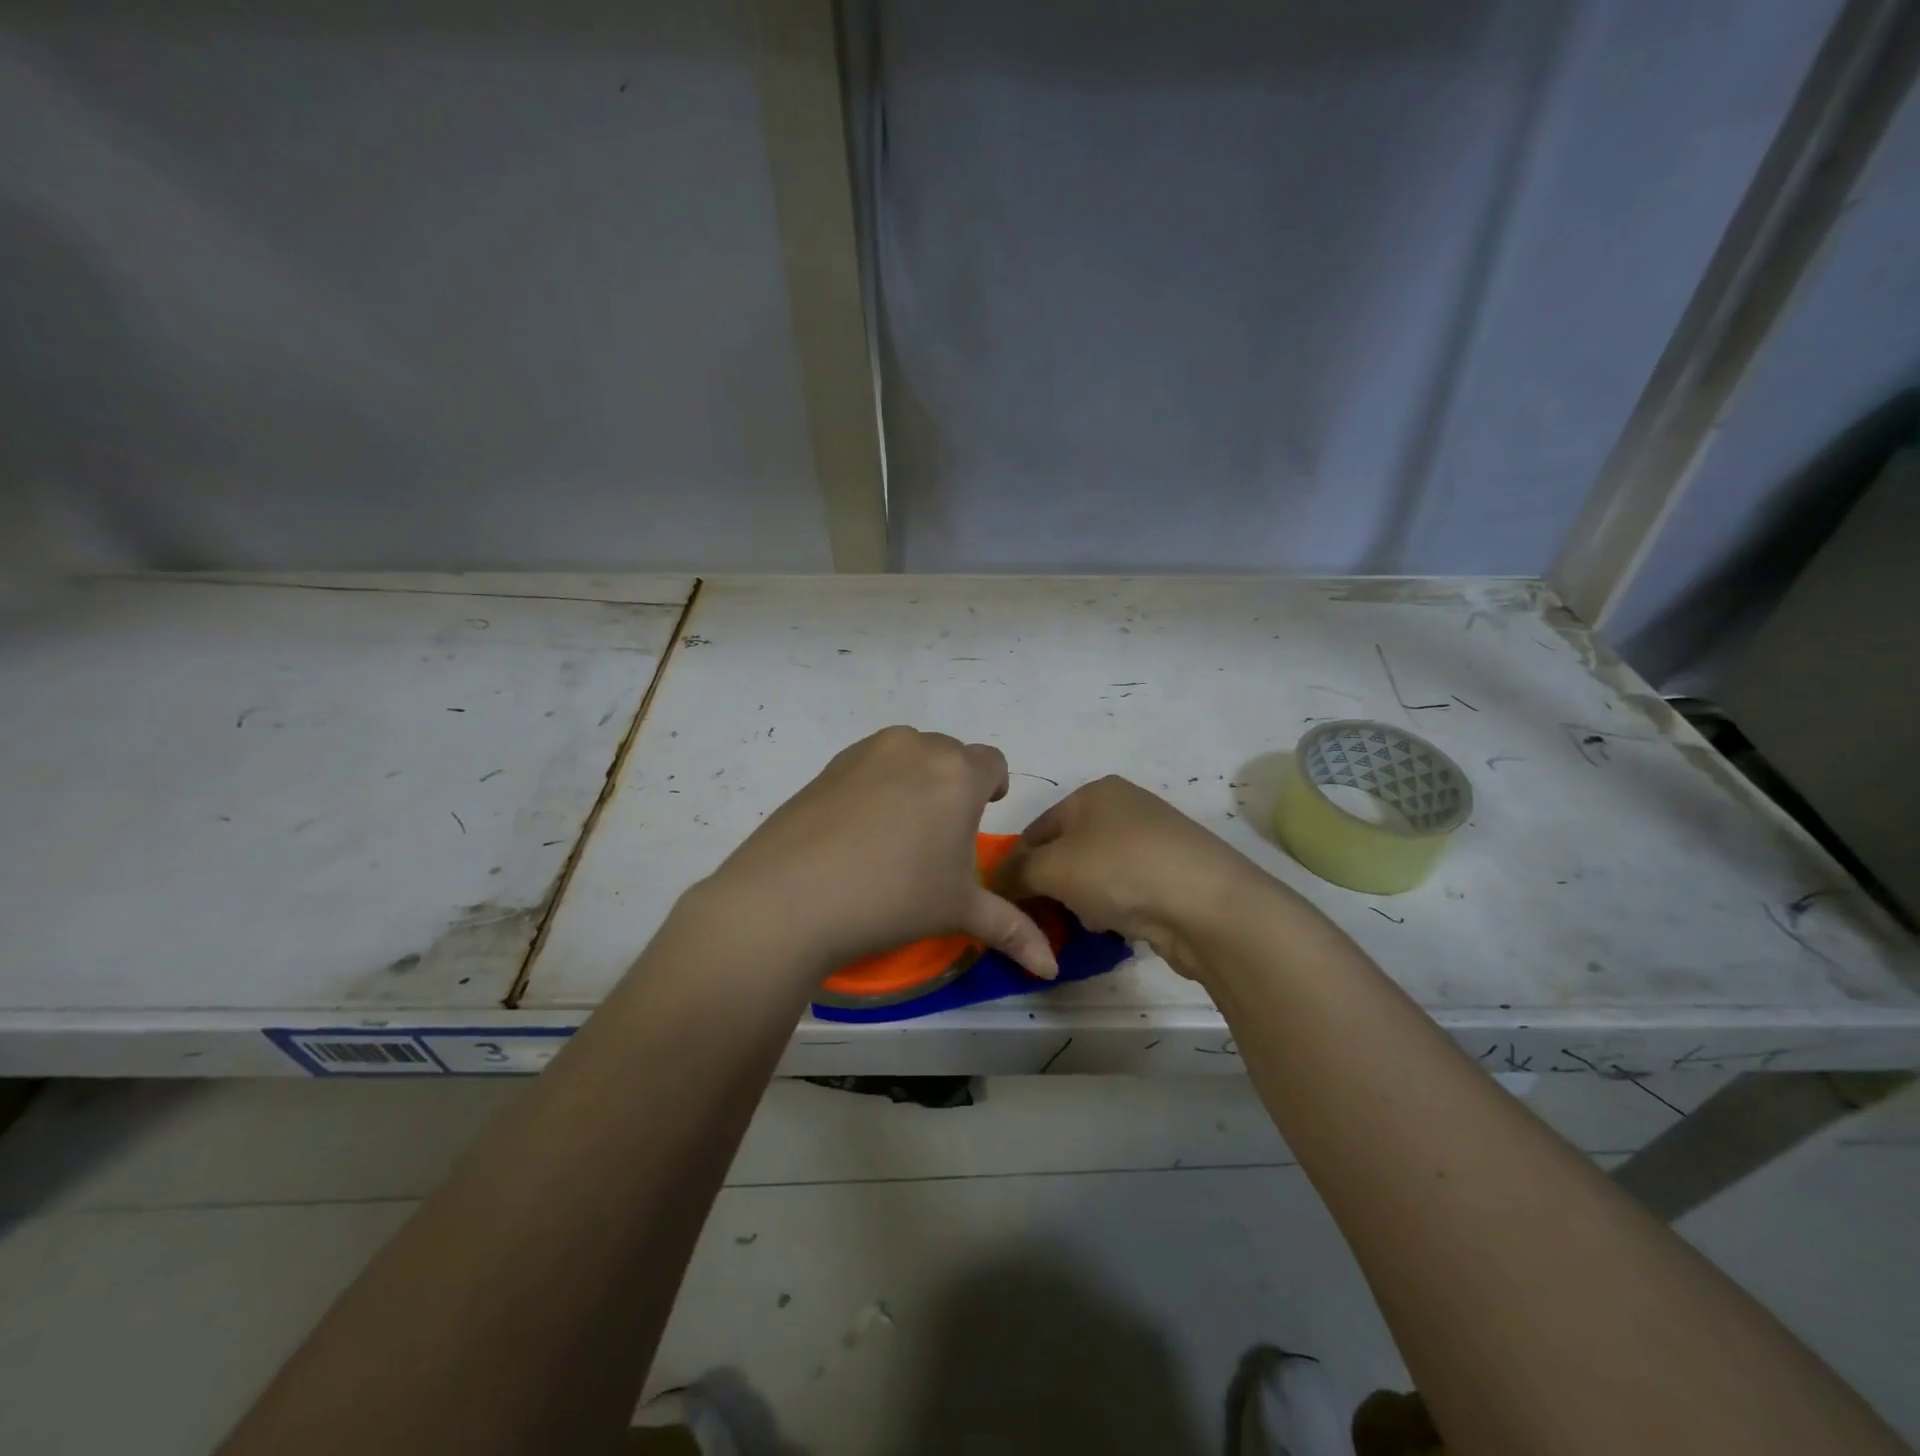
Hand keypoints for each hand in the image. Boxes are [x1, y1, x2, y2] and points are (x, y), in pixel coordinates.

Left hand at [693, 727, 1057, 984]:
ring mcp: (867, 752)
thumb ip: (1012, 930)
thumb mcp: (958, 911)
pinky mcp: (829, 766)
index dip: (992, 789)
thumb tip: (1051, 967)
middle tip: (938, 836)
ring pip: (908, 755)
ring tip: (897, 833)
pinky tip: (857, 833)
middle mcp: (916, 748)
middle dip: (953, 786)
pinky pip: (869, 766)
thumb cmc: (893, 898)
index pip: (993, 763)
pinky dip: (875, 786)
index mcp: (958, 773)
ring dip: (914, 781)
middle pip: (949, 755)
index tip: (980, 817)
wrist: (790, 897)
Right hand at [1001, 776, 1284, 982]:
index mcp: (1093, 792)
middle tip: (1046, 915)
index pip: (1037, 828)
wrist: (1207, 904)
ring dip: (1084, 900)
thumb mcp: (1051, 869)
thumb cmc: (1119, 871)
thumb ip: (1016, 873)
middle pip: (1067, 850)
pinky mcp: (1174, 873)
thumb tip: (996, 880)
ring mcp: (1154, 840)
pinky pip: (1127, 889)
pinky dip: (1116, 907)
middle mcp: (1124, 807)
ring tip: (1088, 921)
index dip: (1017, 864)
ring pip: (1096, 873)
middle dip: (1052, 885)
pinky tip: (1119, 926)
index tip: (1009, 900)